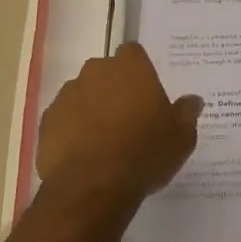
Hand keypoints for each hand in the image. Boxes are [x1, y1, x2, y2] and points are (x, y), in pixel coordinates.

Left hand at [35, 42, 202, 215]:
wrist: (92, 188)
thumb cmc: (144, 153)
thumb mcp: (181, 137)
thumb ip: (187, 113)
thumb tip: (193, 100)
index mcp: (130, 67)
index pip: (134, 53)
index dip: (140, 70)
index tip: (147, 93)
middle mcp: (95, 72)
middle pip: (106, 72)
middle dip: (115, 88)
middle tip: (130, 118)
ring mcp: (67, 95)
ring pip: (83, 94)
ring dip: (93, 109)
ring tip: (106, 141)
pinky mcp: (48, 122)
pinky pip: (65, 119)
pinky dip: (73, 130)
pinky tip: (85, 154)